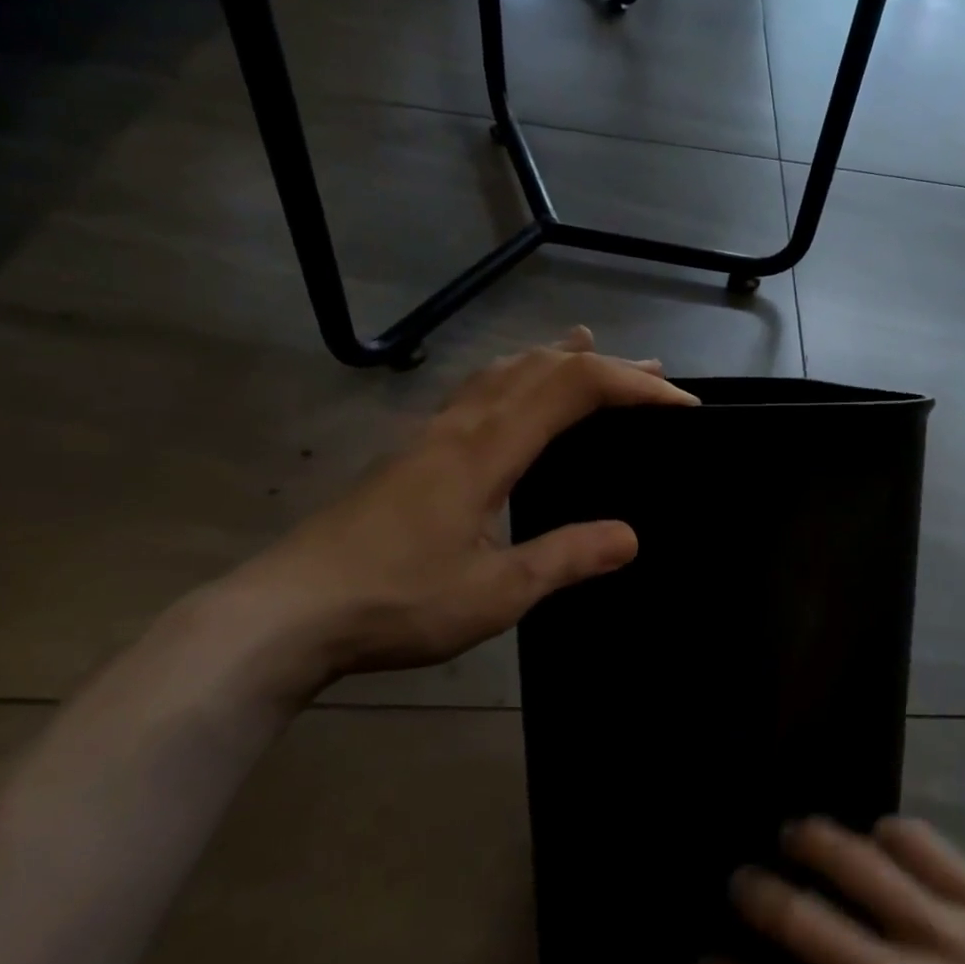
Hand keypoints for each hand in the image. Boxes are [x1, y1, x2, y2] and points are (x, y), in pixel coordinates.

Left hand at [221, 328, 696, 692]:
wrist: (283, 615)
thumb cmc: (394, 602)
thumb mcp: (495, 592)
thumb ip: (566, 557)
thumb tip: (631, 536)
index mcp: (488, 448)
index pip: (575, 388)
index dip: (634, 385)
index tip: (681, 403)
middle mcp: (462, 425)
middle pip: (543, 367)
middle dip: (606, 364)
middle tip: (655, 371)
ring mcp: (431, 434)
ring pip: (505, 370)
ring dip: (558, 359)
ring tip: (591, 348)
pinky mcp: (412, 453)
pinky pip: (479, 390)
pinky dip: (518, 375)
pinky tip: (514, 393)